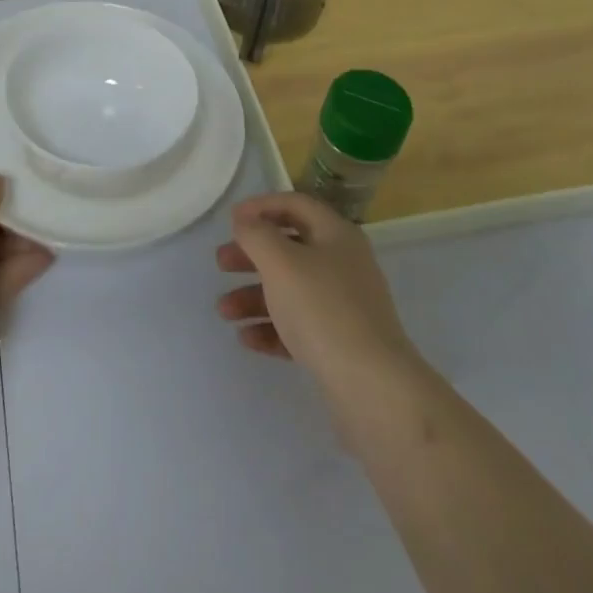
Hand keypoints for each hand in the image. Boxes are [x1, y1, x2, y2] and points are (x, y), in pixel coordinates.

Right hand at [215, 192, 423, 396]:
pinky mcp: (340, 343)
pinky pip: (299, 325)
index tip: (231, 220)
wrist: (372, 387)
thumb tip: (245, 219)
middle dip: (252, 255)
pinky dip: (272, 327)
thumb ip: (256, 234)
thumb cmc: (322, 310)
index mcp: (336, 235)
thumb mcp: (281, 262)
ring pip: (291, 290)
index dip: (261, 206)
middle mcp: (343, 264)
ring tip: (224, 311)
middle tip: (221, 264)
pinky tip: (246, 338)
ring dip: (254, 295)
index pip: (296, 205)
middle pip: (290, 248)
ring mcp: (344, 306)